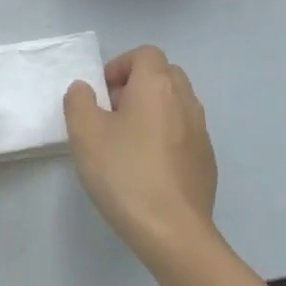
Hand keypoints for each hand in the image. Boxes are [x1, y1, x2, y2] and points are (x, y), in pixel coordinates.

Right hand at [64, 46, 218, 261]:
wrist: (173, 231)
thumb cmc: (125, 174)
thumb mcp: (85, 134)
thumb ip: (79, 101)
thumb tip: (86, 89)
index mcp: (157, 86)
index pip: (145, 54)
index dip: (120, 65)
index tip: (102, 92)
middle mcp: (185, 101)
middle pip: (165, 74)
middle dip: (137, 85)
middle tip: (112, 113)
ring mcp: (201, 132)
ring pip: (177, 104)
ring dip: (153, 111)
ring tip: (128, 142)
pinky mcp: (206, 161)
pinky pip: (185, 133)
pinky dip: (167, 136)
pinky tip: (148, 167)